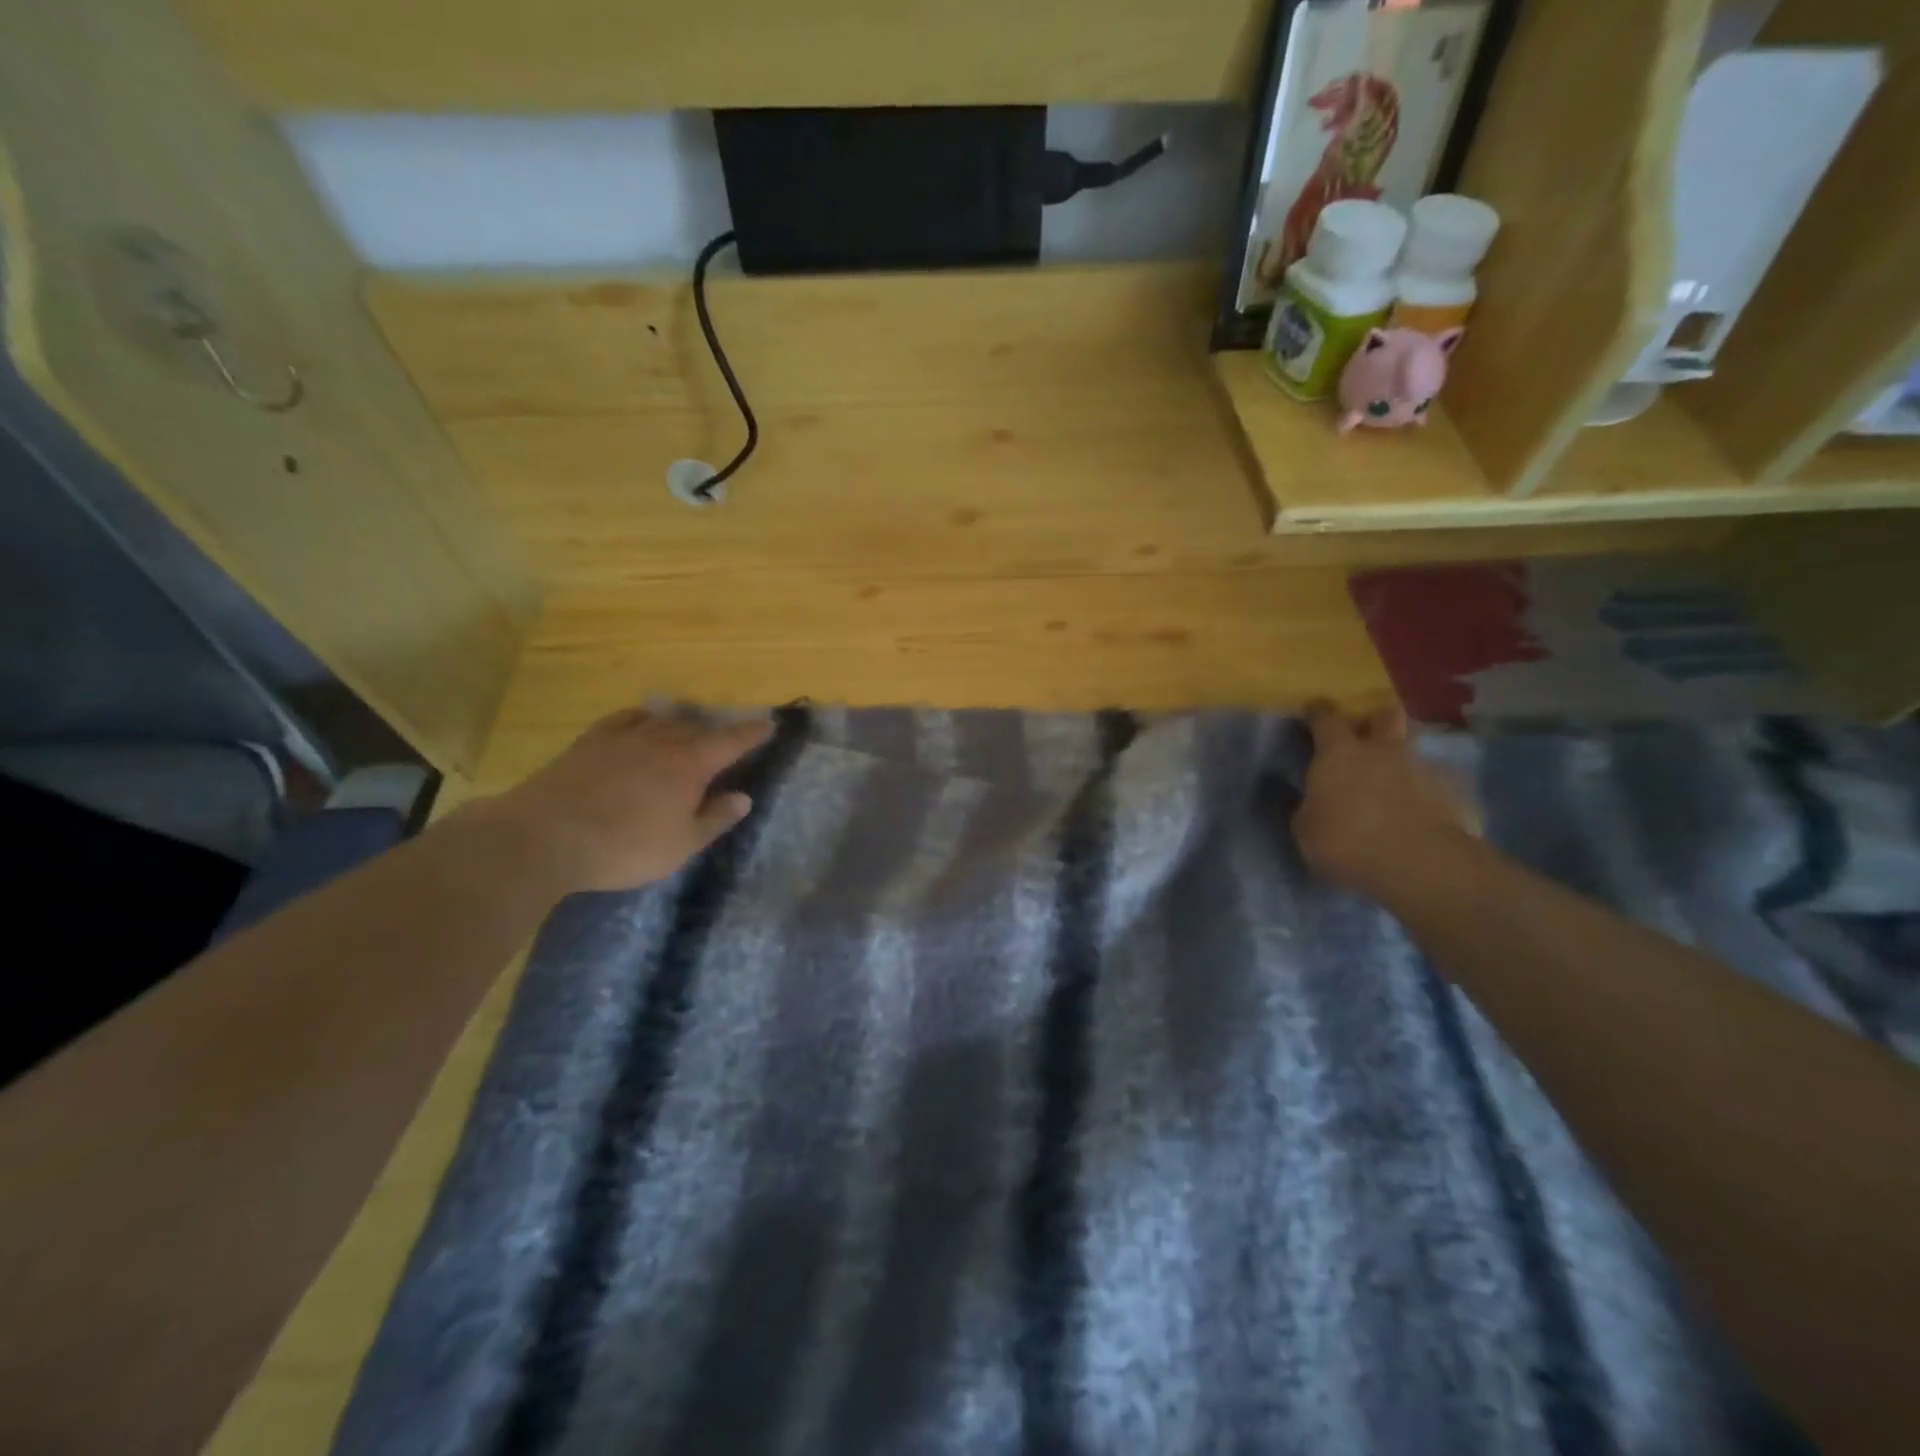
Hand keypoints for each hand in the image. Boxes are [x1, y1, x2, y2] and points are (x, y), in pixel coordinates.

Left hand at [468, 709, 773, 894]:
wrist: (546, 836)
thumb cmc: (625, 847)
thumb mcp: (681, 844)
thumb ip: (715, 819)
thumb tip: (743, 797)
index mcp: (690, 764)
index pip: (731, 741)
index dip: (752, 733)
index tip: (768, 724)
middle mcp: (661, 741)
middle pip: (696, 727)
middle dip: (715, 730)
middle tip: (725, 737)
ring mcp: (623, 738)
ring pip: (661, 721)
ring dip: (681, 723)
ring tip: (687, 727)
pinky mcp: (589, 743)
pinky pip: (624, 720)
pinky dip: (641, 718)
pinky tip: (640, 722)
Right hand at [1293, 701, 1478, 897]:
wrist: (1421, 865)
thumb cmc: (1347, 842)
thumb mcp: (1306, 829)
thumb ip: (1310, 807)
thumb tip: (1314, 801)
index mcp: (1340, 753)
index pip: (1326, 718)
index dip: (1318, 712)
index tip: (1313, 712)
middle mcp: (1384, 750)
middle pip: (1384, 715)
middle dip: (1374, 720)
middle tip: (1365, 736)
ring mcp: (1424, 769)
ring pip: (1412, 751)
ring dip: (1401, 761)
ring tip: (1393, 785)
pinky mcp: (1456, 794)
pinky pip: (1435, 784)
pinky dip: (1426, 793)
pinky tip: (1420, 815)